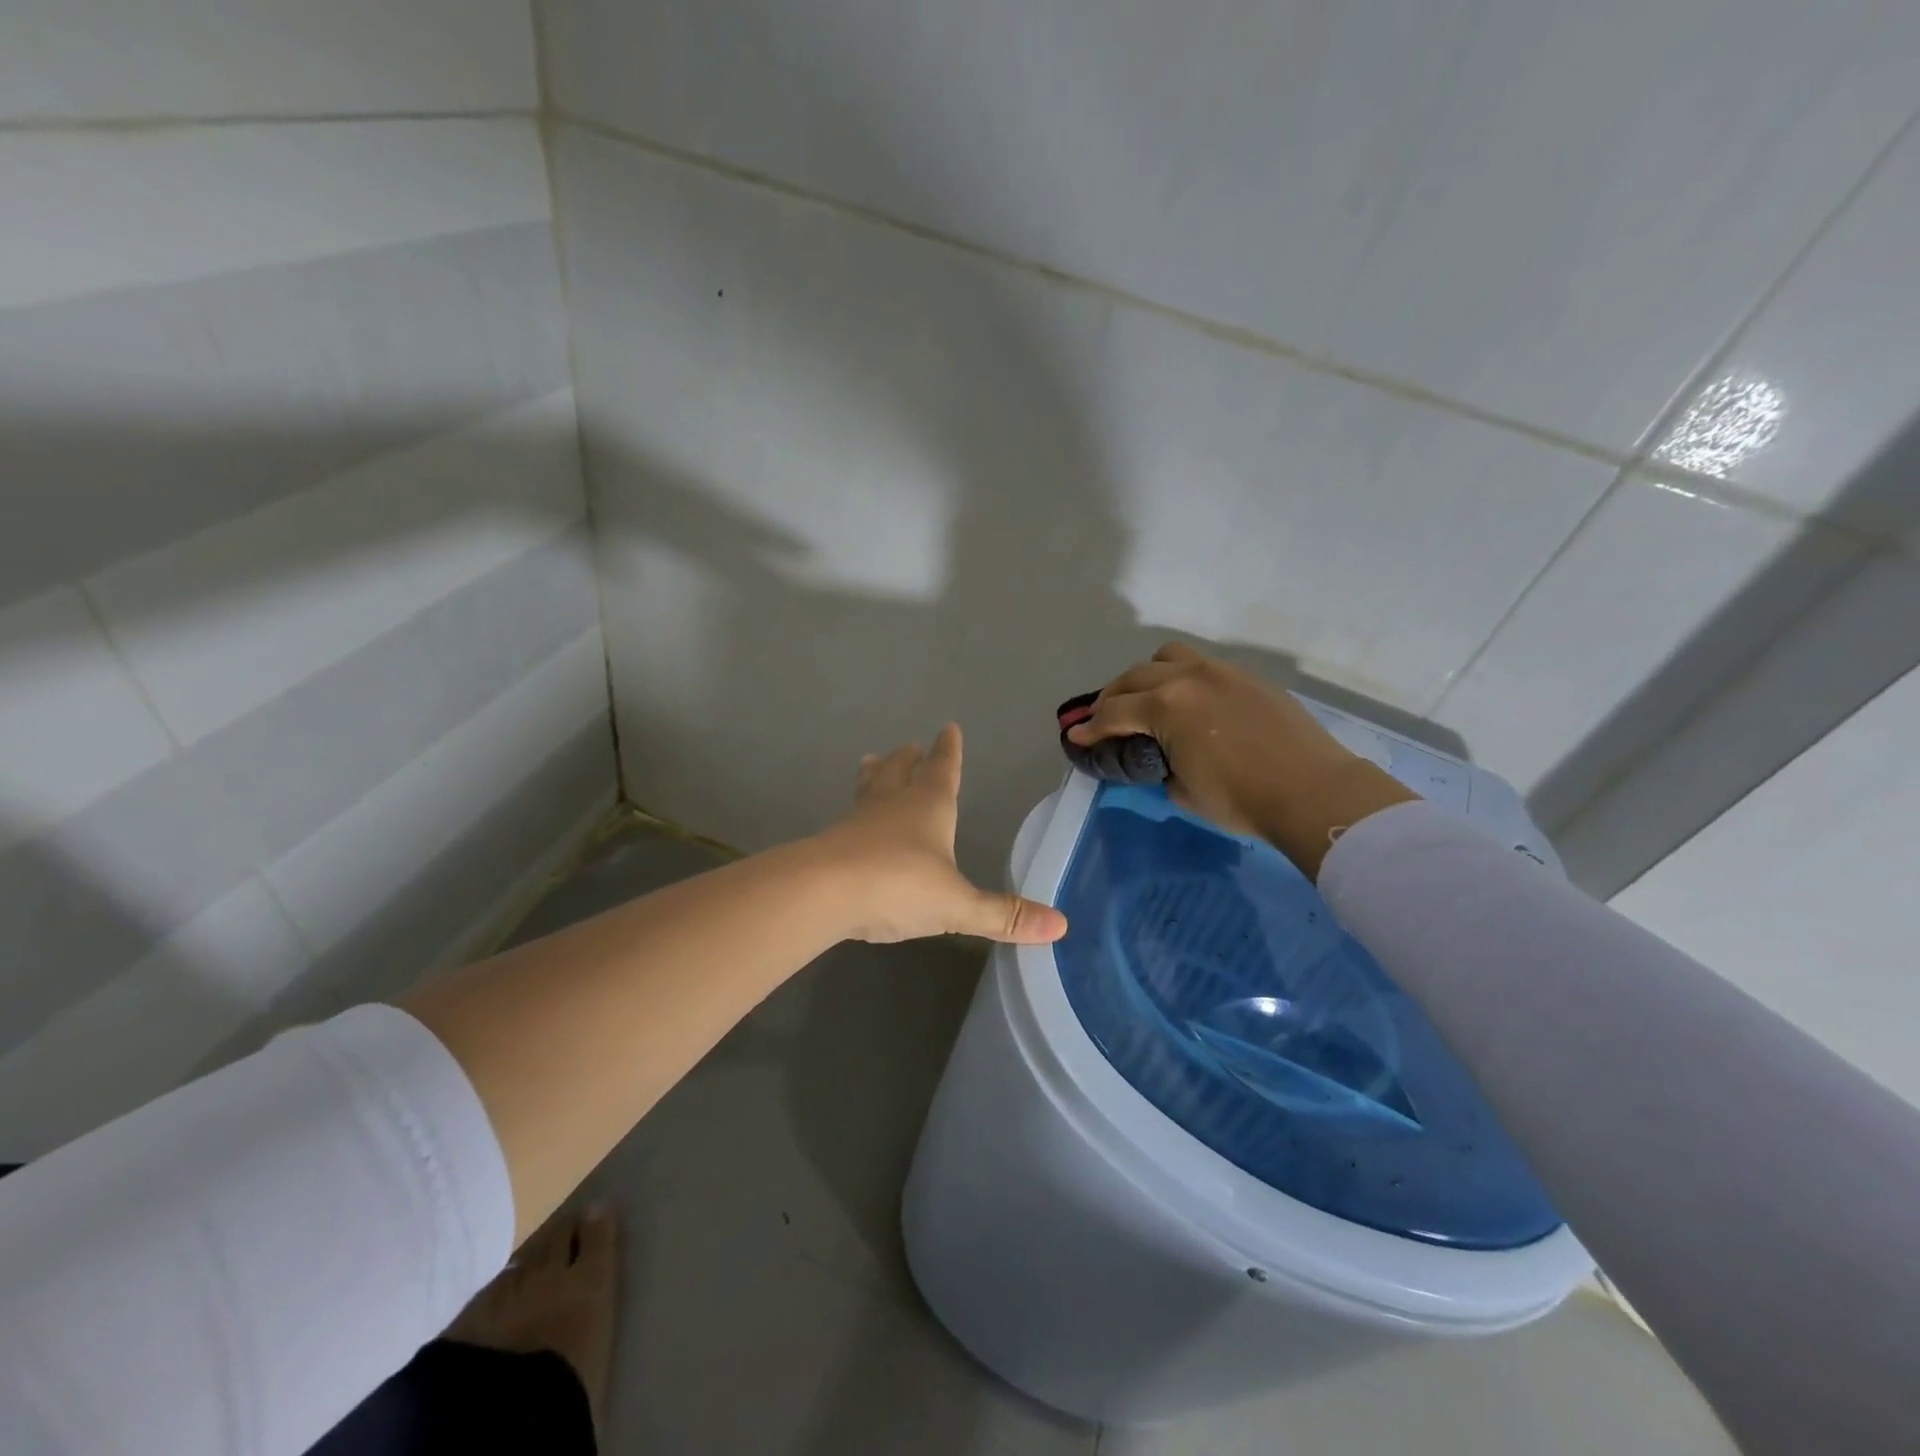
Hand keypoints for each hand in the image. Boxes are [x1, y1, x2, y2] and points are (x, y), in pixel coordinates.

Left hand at [813, 724, 1068, 944]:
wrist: (822, 892)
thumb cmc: (899, 885)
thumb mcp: (957, 905)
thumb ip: (1004, 915)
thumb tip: (1061, 926)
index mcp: (928, 806)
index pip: (943, 769)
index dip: (948, 750)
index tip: (948, 728)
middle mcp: (892, 804)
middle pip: (900, 771)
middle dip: (908, 759)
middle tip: (909, 747)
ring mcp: (857, 821)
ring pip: (869, 789)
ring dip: (875, 776)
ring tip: (872, 763)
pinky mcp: (831, 843)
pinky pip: (848, 820)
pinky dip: (855, 815)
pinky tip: (851, 826)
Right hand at [1068, 643, 1414, 877]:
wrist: (1313, 792)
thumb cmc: (1241, 799)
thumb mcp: (1183, 790)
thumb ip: (1159, 765)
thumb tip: (1158, 757)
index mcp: (1167, 706)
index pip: (1114, 714)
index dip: (1090, 728)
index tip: (1074, 737)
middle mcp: (1188, 678)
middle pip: (1134, 677)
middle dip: (1111, 698)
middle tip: (1103, 719)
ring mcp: (1221, 672)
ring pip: (1168, 657)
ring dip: (1147, 676)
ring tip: (1145, 698)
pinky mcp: (1247, 677)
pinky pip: (1201, 666)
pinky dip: (1181, 678)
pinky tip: (1187, 702)